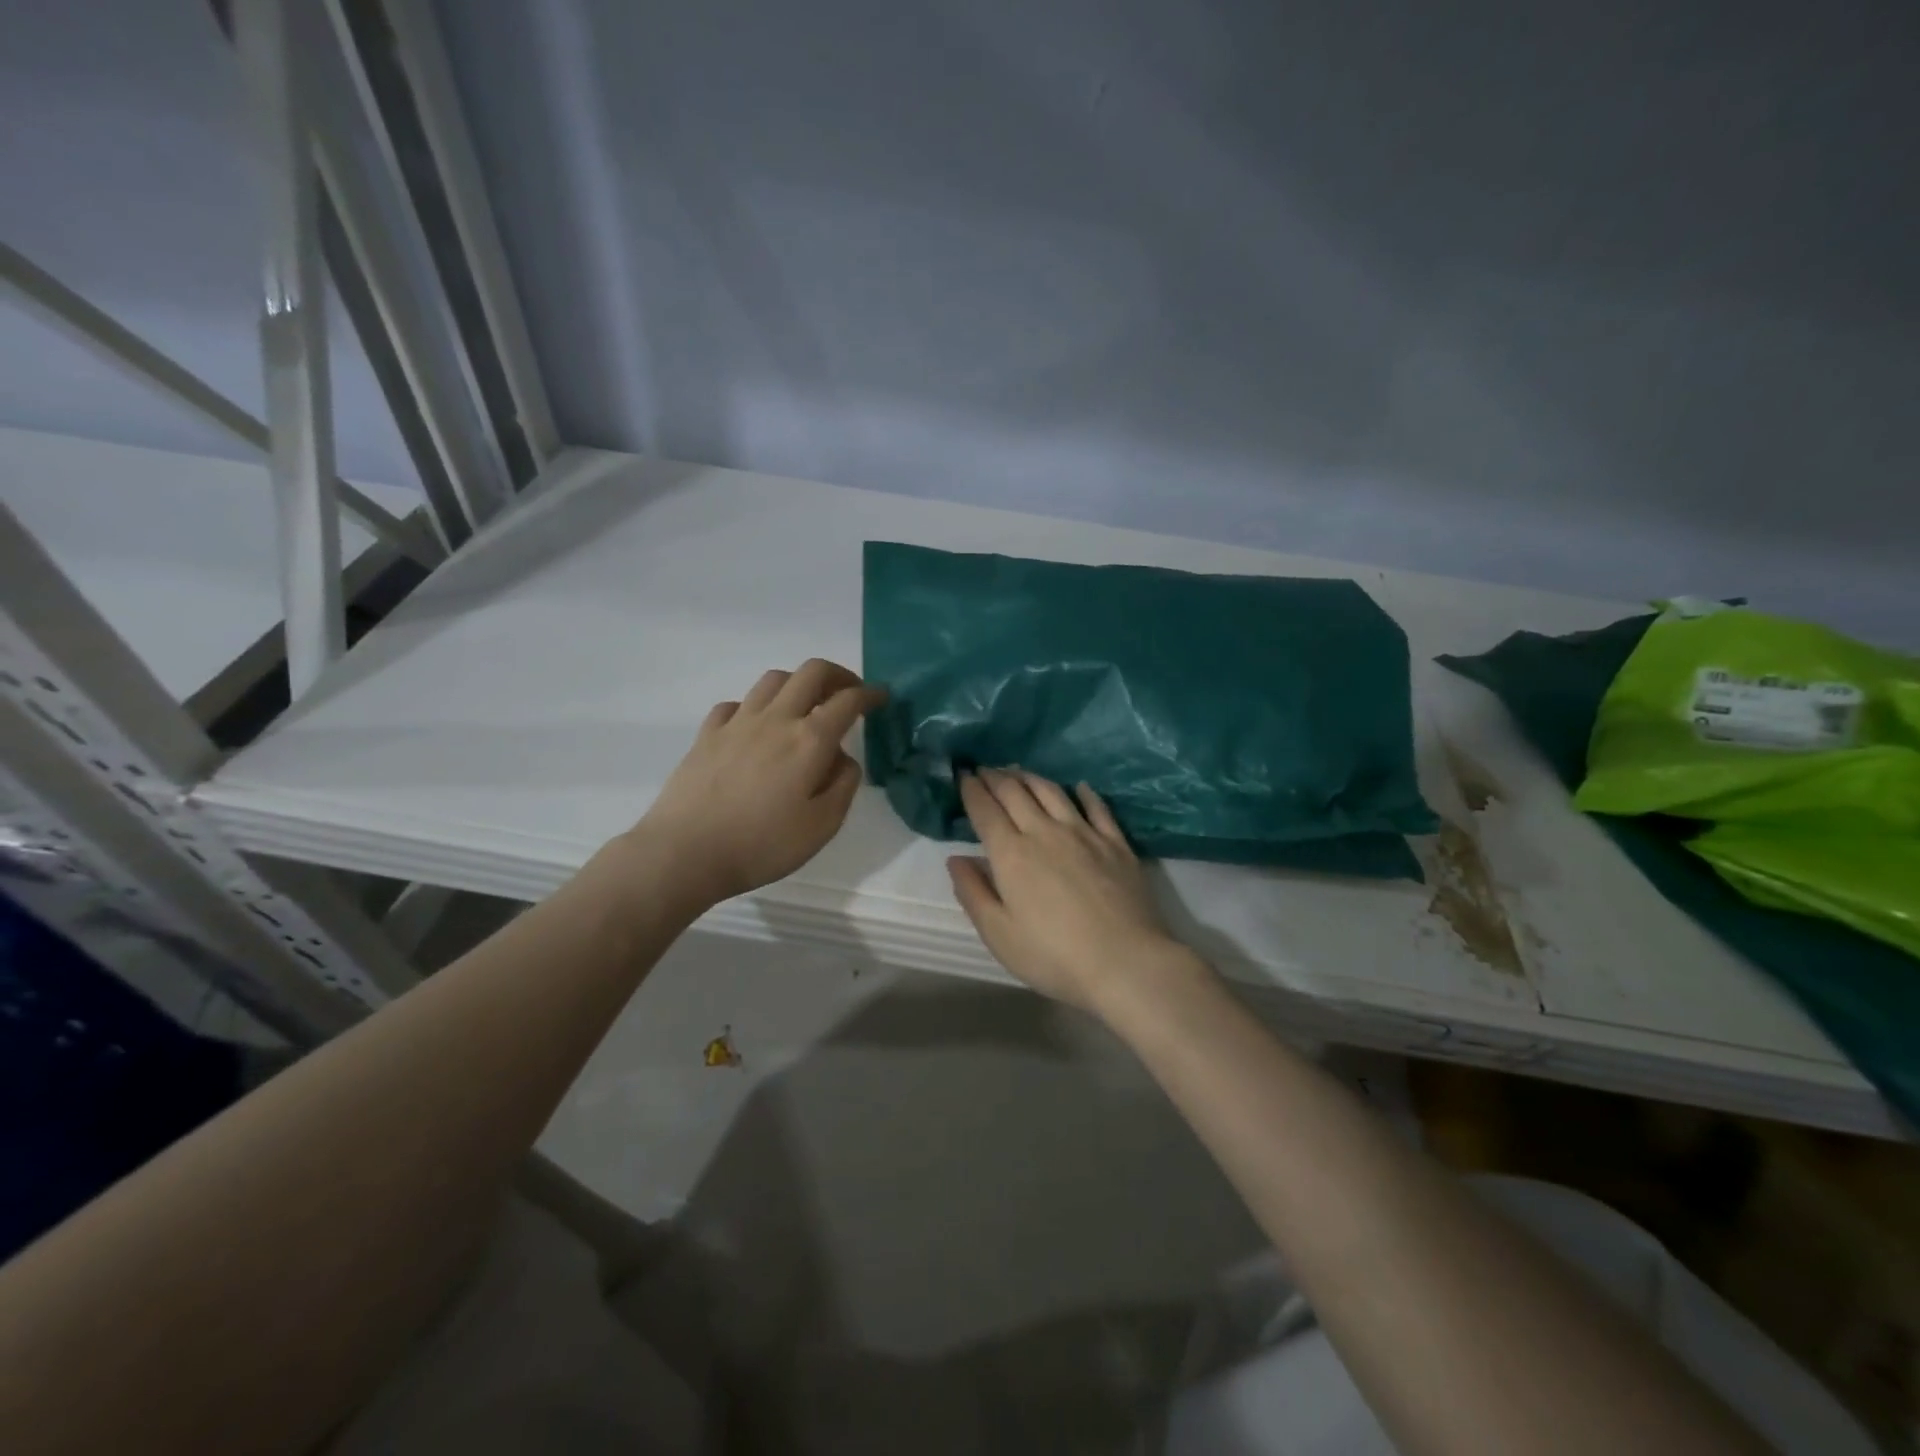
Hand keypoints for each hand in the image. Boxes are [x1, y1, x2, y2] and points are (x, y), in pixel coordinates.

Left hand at [635, 659, 885, 907]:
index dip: (870, 694)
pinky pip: (736, 703)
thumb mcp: (822, 826)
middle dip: (837, 674)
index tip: (882, 696)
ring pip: (773, 680)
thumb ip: (843, 785)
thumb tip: (843, 758)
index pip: (848, 700)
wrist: (685, 853)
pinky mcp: (707, 734)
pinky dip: (755, 706)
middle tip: (848, 692)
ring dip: (797, 683)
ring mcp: (737, 722)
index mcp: (809, 740)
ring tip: (805, 705)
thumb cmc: (762, 845)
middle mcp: (776, 719)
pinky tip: (756, 726)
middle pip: (810, 672)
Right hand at [947, 769, 1200, 1015]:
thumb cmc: (1053, 956)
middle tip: (985, 769)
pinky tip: (1079, 787)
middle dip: (996, 777)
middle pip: (1016, 792)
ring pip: (1052, 791)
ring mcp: (1084, 833)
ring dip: (1030, 777)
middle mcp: (1045, 832)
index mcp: (1011, 853)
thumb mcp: (999, 935)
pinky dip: (1084, 792)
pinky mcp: (1116, 843)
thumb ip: (973, 893)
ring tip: (1019, 772)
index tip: (963, 775)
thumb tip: (956, 859)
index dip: (971, 789)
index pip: (985, 810)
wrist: (1125, 961)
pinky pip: (1097, 807)